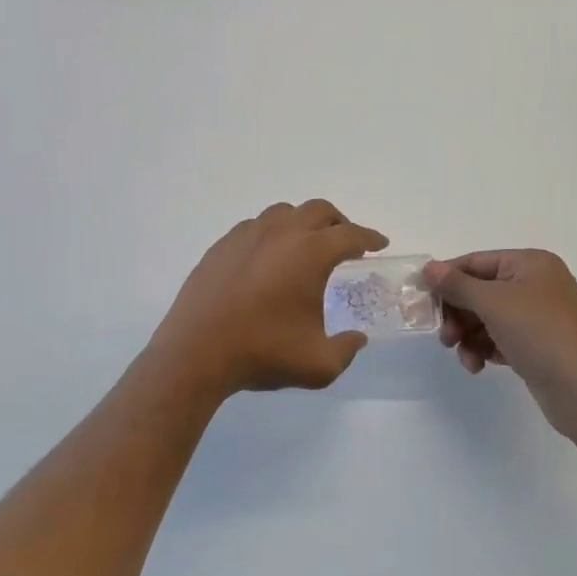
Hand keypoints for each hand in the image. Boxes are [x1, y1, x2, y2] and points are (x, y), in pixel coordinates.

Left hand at [152, 201, 387, 398]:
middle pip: (319, 211)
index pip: (350, 235)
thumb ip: (346, 349)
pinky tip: (269, 257)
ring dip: (303, 222)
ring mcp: (247, 235)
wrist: (196, 352)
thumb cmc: (262, 353)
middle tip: (346, 242)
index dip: (370, 237)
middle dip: (339, 222)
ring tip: (307, 245)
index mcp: (310, 253)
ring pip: (284, 212)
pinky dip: (272, 233)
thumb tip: (357, 338)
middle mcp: (281, 233)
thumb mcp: (318, 364)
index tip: (380, 243)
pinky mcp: (222, 245)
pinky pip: (255, 226)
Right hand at [425, 250, 576, 426]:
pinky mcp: (536, 347)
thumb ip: (457, 285)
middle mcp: (535, 285)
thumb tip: (429, 268)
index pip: (475, 262)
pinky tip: (478, 365)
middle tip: (444, 337)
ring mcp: (537, 318)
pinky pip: (499, 340)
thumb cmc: (541, 333)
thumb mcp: (493, 302)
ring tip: (464, 357)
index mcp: (529, 264)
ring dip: (468, 336)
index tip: (420, 300)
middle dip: (457, 313)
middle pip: (479, 291)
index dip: (446, 279)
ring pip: (487, 319)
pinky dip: (484, 349)